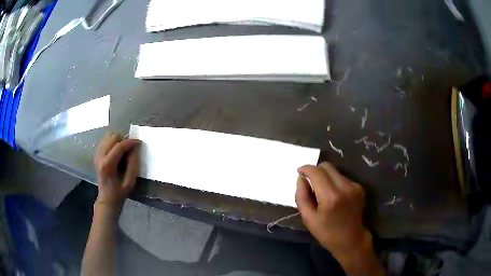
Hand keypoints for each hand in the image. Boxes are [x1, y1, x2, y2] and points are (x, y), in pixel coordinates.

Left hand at [94, 133, 139, 207]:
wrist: (107, 198)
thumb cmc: (119, 192)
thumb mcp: (130, 182)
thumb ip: (133, 164)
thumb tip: (135, 148)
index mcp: (107, 165)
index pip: (119, 146)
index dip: (130, 142)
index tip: (139, 142)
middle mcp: (100, 157)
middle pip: (113, 137)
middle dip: (123, 140)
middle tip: (130, 149)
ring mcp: (97, 154)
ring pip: (108, 136)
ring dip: (118, 140)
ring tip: (123, 150)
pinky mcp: (97, 154)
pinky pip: (105, 141)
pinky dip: (113, 142)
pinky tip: (117, 152)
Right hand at [296, 163, 383, 274]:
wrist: (351, 239)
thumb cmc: (326, 232)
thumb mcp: (308, 218)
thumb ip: (301, 196)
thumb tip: (301, 179)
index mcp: (330, 197)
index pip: (316, 172)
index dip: (306, 169)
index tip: (299, 172)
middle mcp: (345, 187)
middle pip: (327, 166)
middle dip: (316, 171)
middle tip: (310, 182)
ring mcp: (354, 186)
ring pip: (335, 171)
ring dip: (325, 177)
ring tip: (322, 192)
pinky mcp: (359, 187)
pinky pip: (342, 177)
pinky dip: (334, 182)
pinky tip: (334, 196)